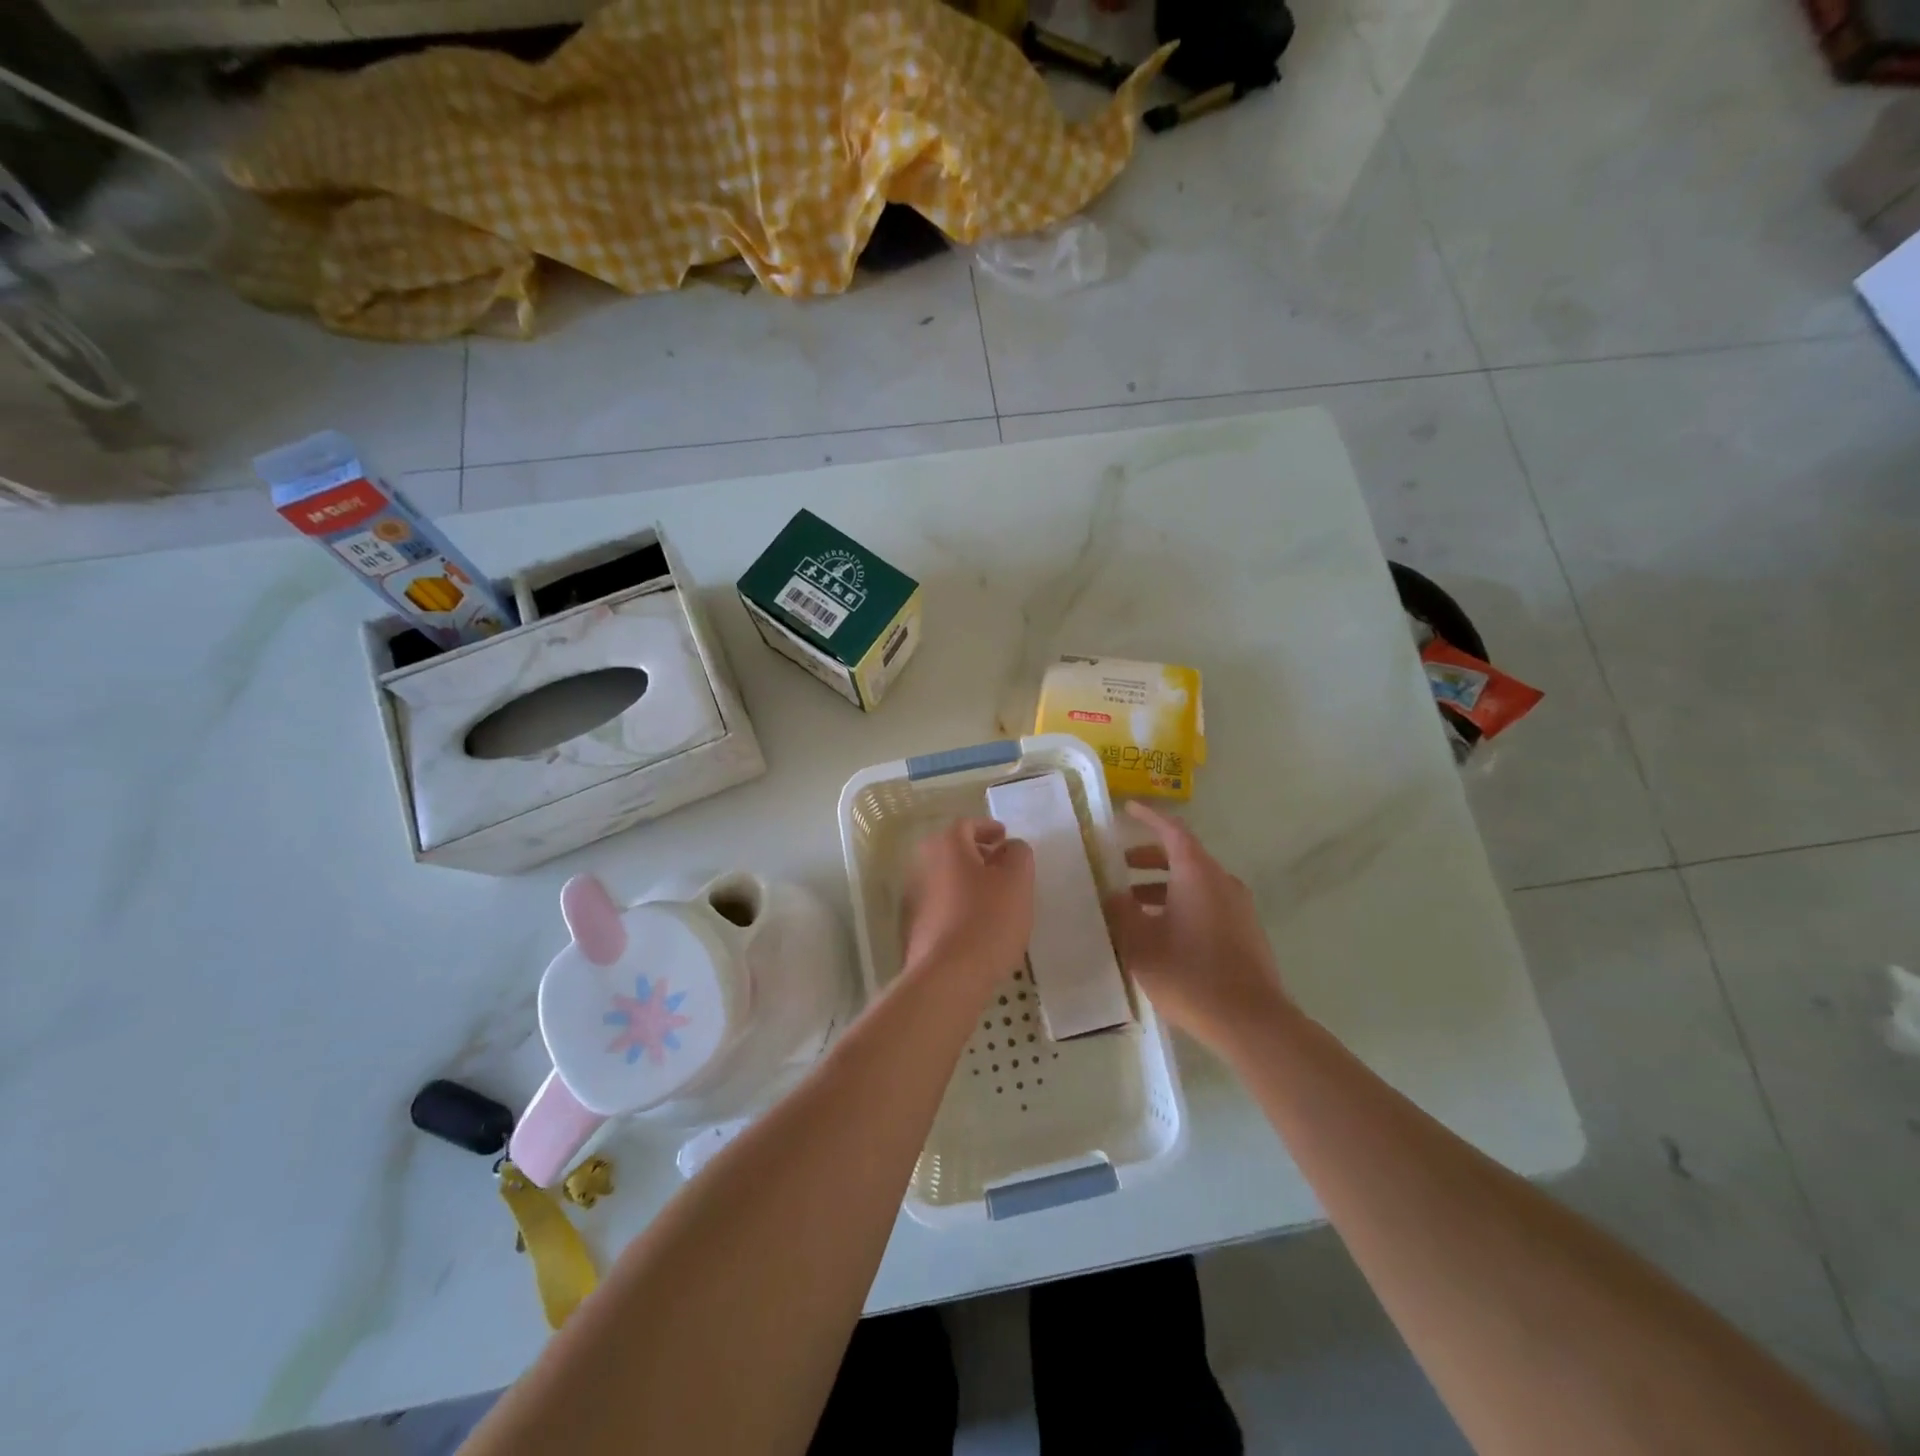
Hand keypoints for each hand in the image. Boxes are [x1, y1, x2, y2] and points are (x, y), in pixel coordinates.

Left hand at [902, 817, 1034, 985]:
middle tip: (1002, 867)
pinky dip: (958, 905)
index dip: (988, 828)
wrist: (948, 975)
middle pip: (953, 850)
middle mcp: (922, 864)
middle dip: (978, 855)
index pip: (967, 824)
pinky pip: (940, 904)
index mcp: (946, 845)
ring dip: (968, 881)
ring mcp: (913, 897)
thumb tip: (1009, 848)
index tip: (1005, 838)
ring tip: (994, 898)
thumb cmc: (987, 919)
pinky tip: (977, 924)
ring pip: (946, 878)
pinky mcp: (914, 926)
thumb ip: (1018, 853)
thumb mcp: (1017, 880)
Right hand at [1108, 801, 1292, 1054]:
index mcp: (1197, 873)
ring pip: (1195, 884)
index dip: (1148, 817)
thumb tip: (1114, 895)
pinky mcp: (1246, 933)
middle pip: (1183, 857)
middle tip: (1120, 868)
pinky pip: (1208, 905)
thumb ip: (1121, 912)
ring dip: (1163, 888)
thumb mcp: (1140, 943)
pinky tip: (1162, 935)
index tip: (1128, 809)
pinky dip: (1181, 905)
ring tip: (1133, 909)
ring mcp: (1239, 908)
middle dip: (1149, 859)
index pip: (1171, 830)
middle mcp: (1221, 881)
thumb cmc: (1189, 974)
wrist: (1251, 1021)